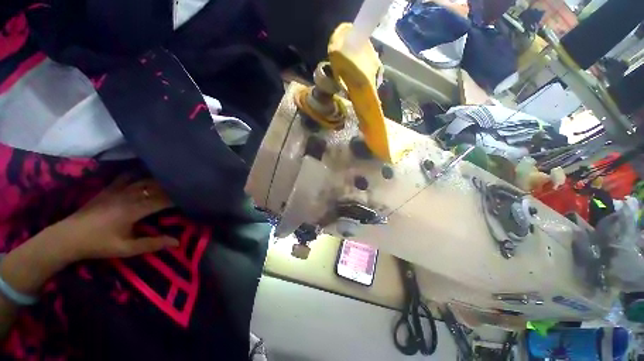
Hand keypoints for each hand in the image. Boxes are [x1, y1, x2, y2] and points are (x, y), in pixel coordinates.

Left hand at [51, 178, 178, 262]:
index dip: (178, 198)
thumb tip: (177, 242)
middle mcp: (128, 196)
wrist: (67, 237)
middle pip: (155, 187)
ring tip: (170, 180)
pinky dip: (139, 173)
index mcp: (133, 210)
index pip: (163, 200)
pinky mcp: (109, 188)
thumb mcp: (126, 249)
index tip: (191, 198)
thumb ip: (152, 244)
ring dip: (159, 180)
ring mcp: (117, 189)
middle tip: (184, 189)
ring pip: (143, 179)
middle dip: (171, 187)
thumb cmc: (98, 245)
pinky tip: (146, 174)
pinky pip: (127, 176)